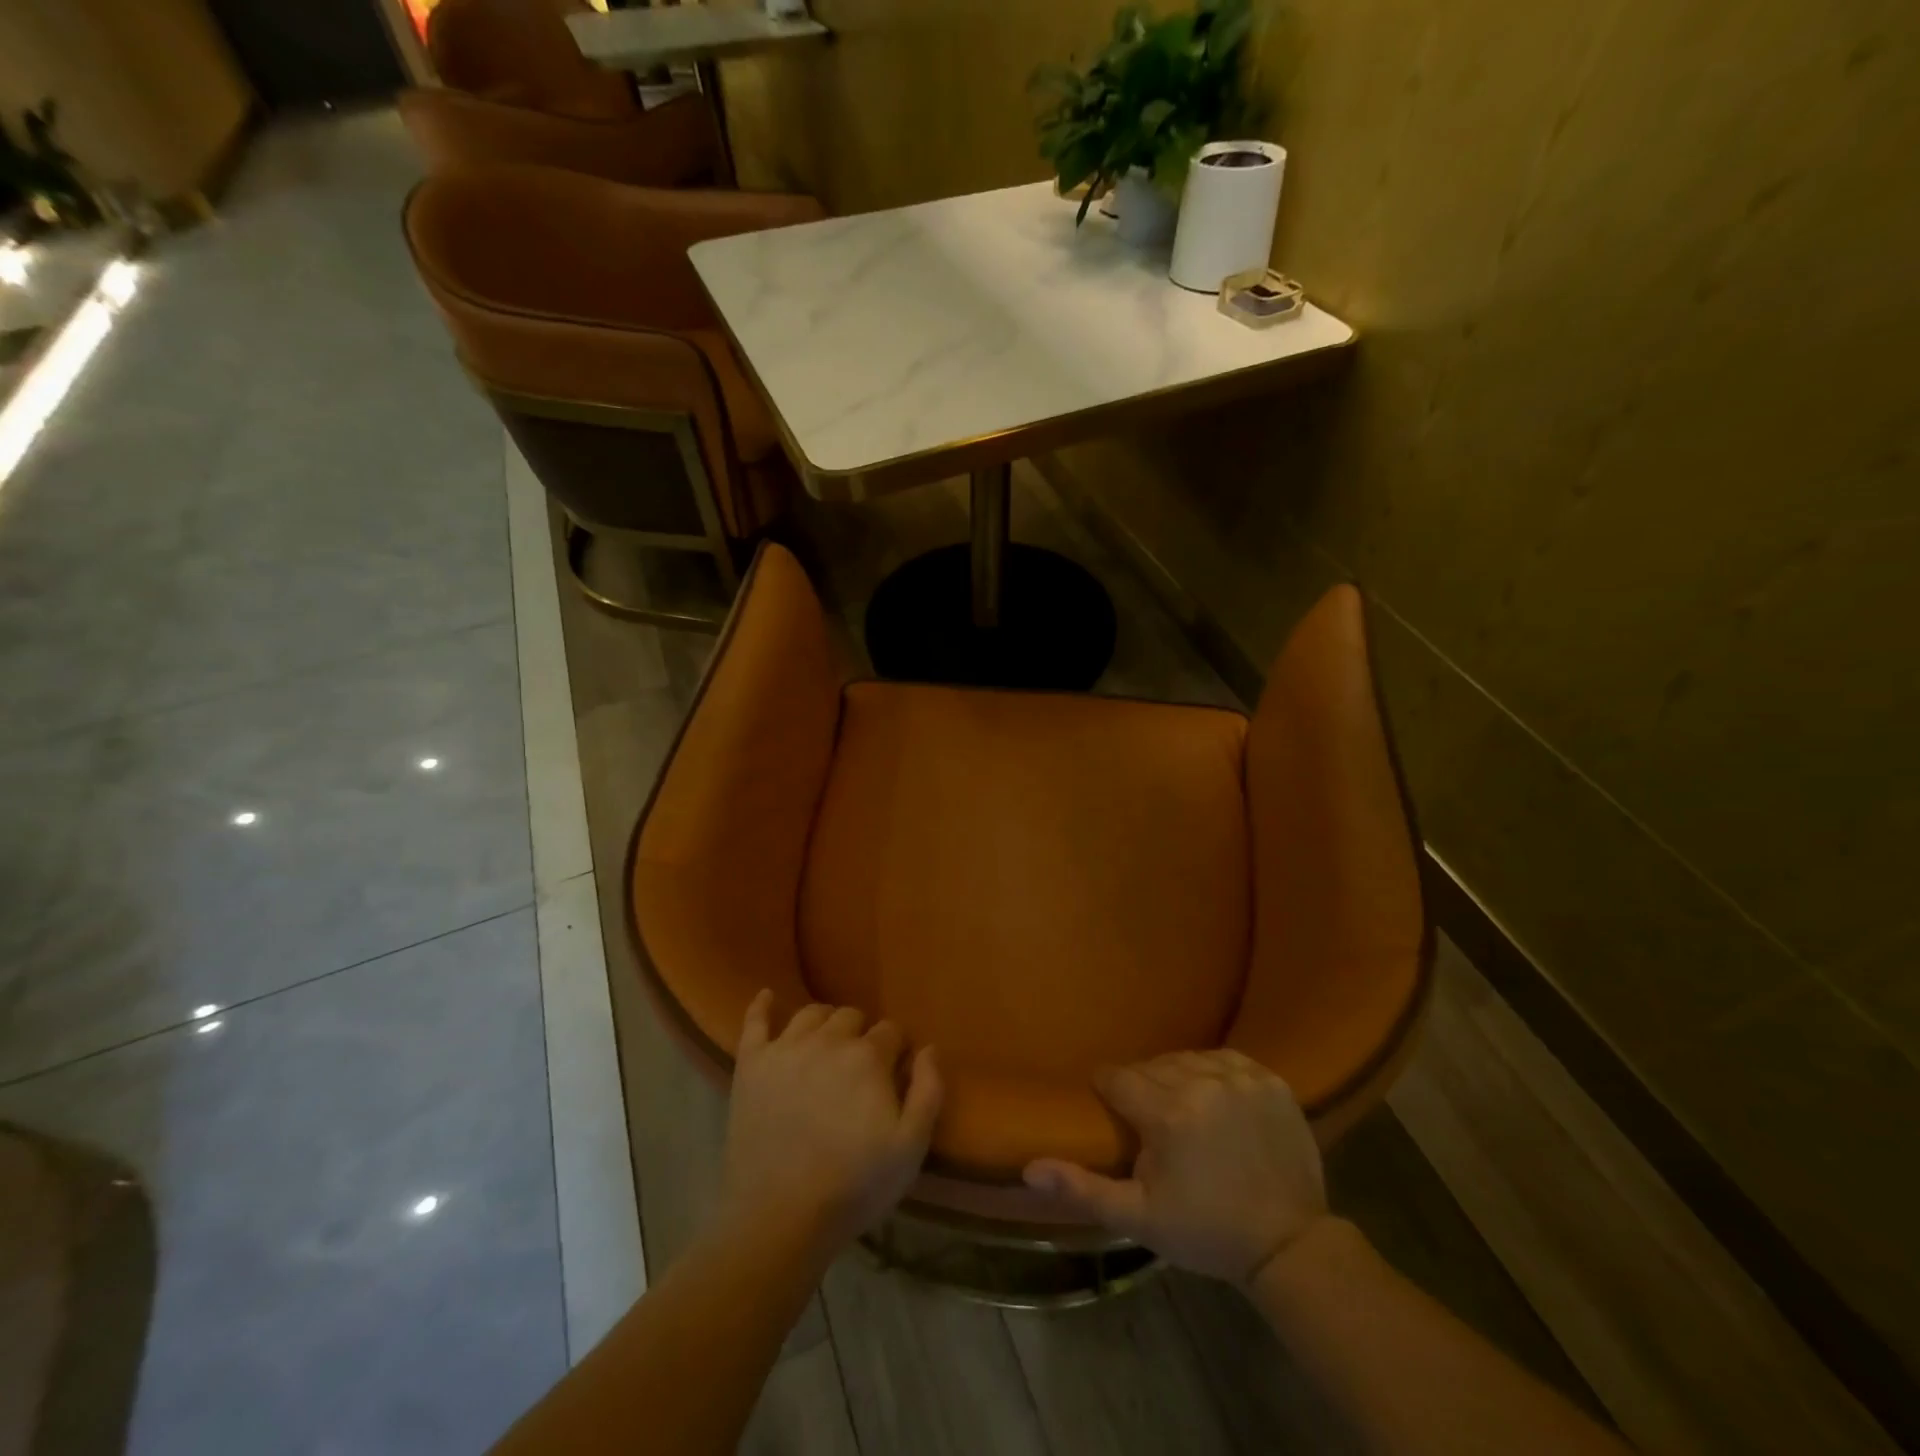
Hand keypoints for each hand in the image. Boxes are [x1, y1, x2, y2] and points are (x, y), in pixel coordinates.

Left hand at [718, 991, 942, 1256]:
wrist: (779, 1218)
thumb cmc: (854, 1185)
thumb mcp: (910, 1147)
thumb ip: (929, 1091)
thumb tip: (930, 1048)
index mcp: (868, 1056)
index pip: (891, 1031)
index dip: (897, 1051)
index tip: (895, 1074)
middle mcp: (826, 1040)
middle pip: (851, 1016)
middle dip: (862, 1035)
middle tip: (861, 1068)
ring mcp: (785, 1049)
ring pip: (811, 1014)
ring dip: (825, 1023)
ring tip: (828, 1045)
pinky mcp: (751, 1065)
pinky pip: (755, 1021)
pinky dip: (762, 1005)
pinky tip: (768, 996)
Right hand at [1022, 1050, 1327, 1283]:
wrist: (1289, 1245)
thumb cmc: (1206, 1231)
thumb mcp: (1139, 1218)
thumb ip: (1083, 1188)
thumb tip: (1029, 1167)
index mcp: (1168, 1114)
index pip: (1119, 1078)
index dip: (1110, 1092)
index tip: (1113, 1109)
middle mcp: (1203, 1083)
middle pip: (1153, 1065)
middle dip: (1143, 1087)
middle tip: (1149, 1119)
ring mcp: (1241, 1078)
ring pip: (1187, 1058)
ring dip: (1177, 1076)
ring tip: (1180, 1107)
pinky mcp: (1271, 1080)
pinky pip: (1225, 1058)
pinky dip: (1213, 1072)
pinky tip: (1212, 1096)